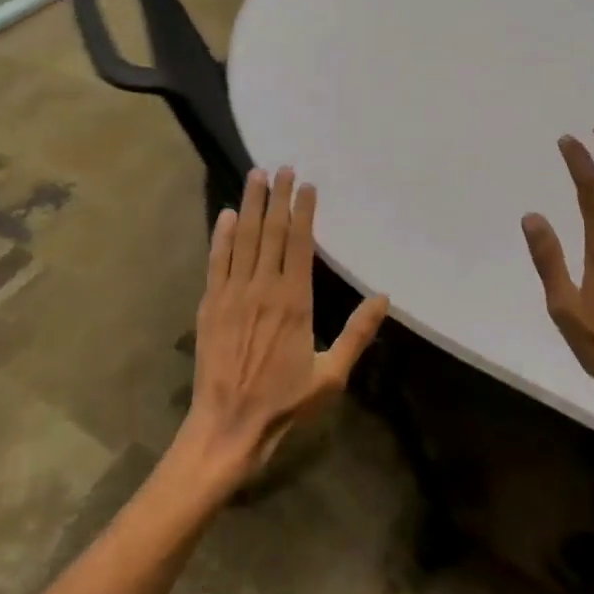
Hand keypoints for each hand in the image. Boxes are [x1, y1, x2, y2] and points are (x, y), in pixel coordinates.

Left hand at [182, 168, 390, 486]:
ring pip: (244, 239)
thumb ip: (357, 333)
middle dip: (278, 197)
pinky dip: (221, 236)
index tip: (307, 186)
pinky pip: (217, 261)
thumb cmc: (284, 401)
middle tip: (282, 167)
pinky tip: (226, 215)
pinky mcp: (210, 304)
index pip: (300, 244)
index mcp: (294, 301)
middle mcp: (263, 288)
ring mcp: (232, 294)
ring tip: (256, 176)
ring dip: (250, 205)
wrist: (228, 426)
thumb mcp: (330, 374)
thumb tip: (383, 297)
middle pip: (271, 232)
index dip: (303, 212)